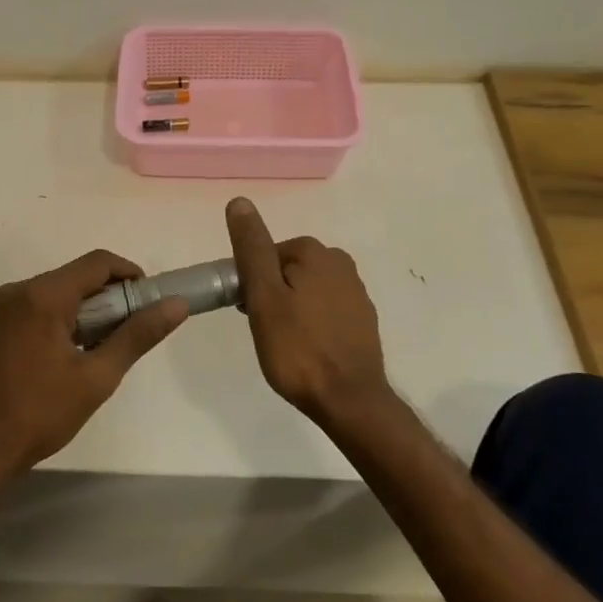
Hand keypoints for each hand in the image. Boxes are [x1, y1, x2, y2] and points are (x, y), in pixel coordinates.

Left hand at [0, 250, 188, 484]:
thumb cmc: (41, 414)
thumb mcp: (97, 378)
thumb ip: (137, 335)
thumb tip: (176, 304)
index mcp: (41, 297)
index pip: (96, 263)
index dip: (128, 274)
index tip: (146, 300)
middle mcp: (11, 293)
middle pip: (69, 279)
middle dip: (102, 298)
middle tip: (121, 333)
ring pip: (44, 297)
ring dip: (73, 313)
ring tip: (88, 351)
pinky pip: (21, 315)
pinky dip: (44, 325)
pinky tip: (49, 362)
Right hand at [225, 198, 390, 425]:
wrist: (348, 399)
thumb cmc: (297, 348)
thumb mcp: (264, 296)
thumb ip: (252, 248)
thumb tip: (239, 201)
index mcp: (315, 252)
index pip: (266, 254)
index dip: (250, 281)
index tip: (245, 311)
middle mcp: (340, 263)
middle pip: (287, 269)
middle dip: (270, 294)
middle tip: (262, 329)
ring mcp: (356, 292)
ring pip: (305, 290)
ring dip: (289, 308)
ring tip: (282, 343)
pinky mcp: (362, 319)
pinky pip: (325, 310)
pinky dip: (311, 323)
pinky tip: (305, 348)